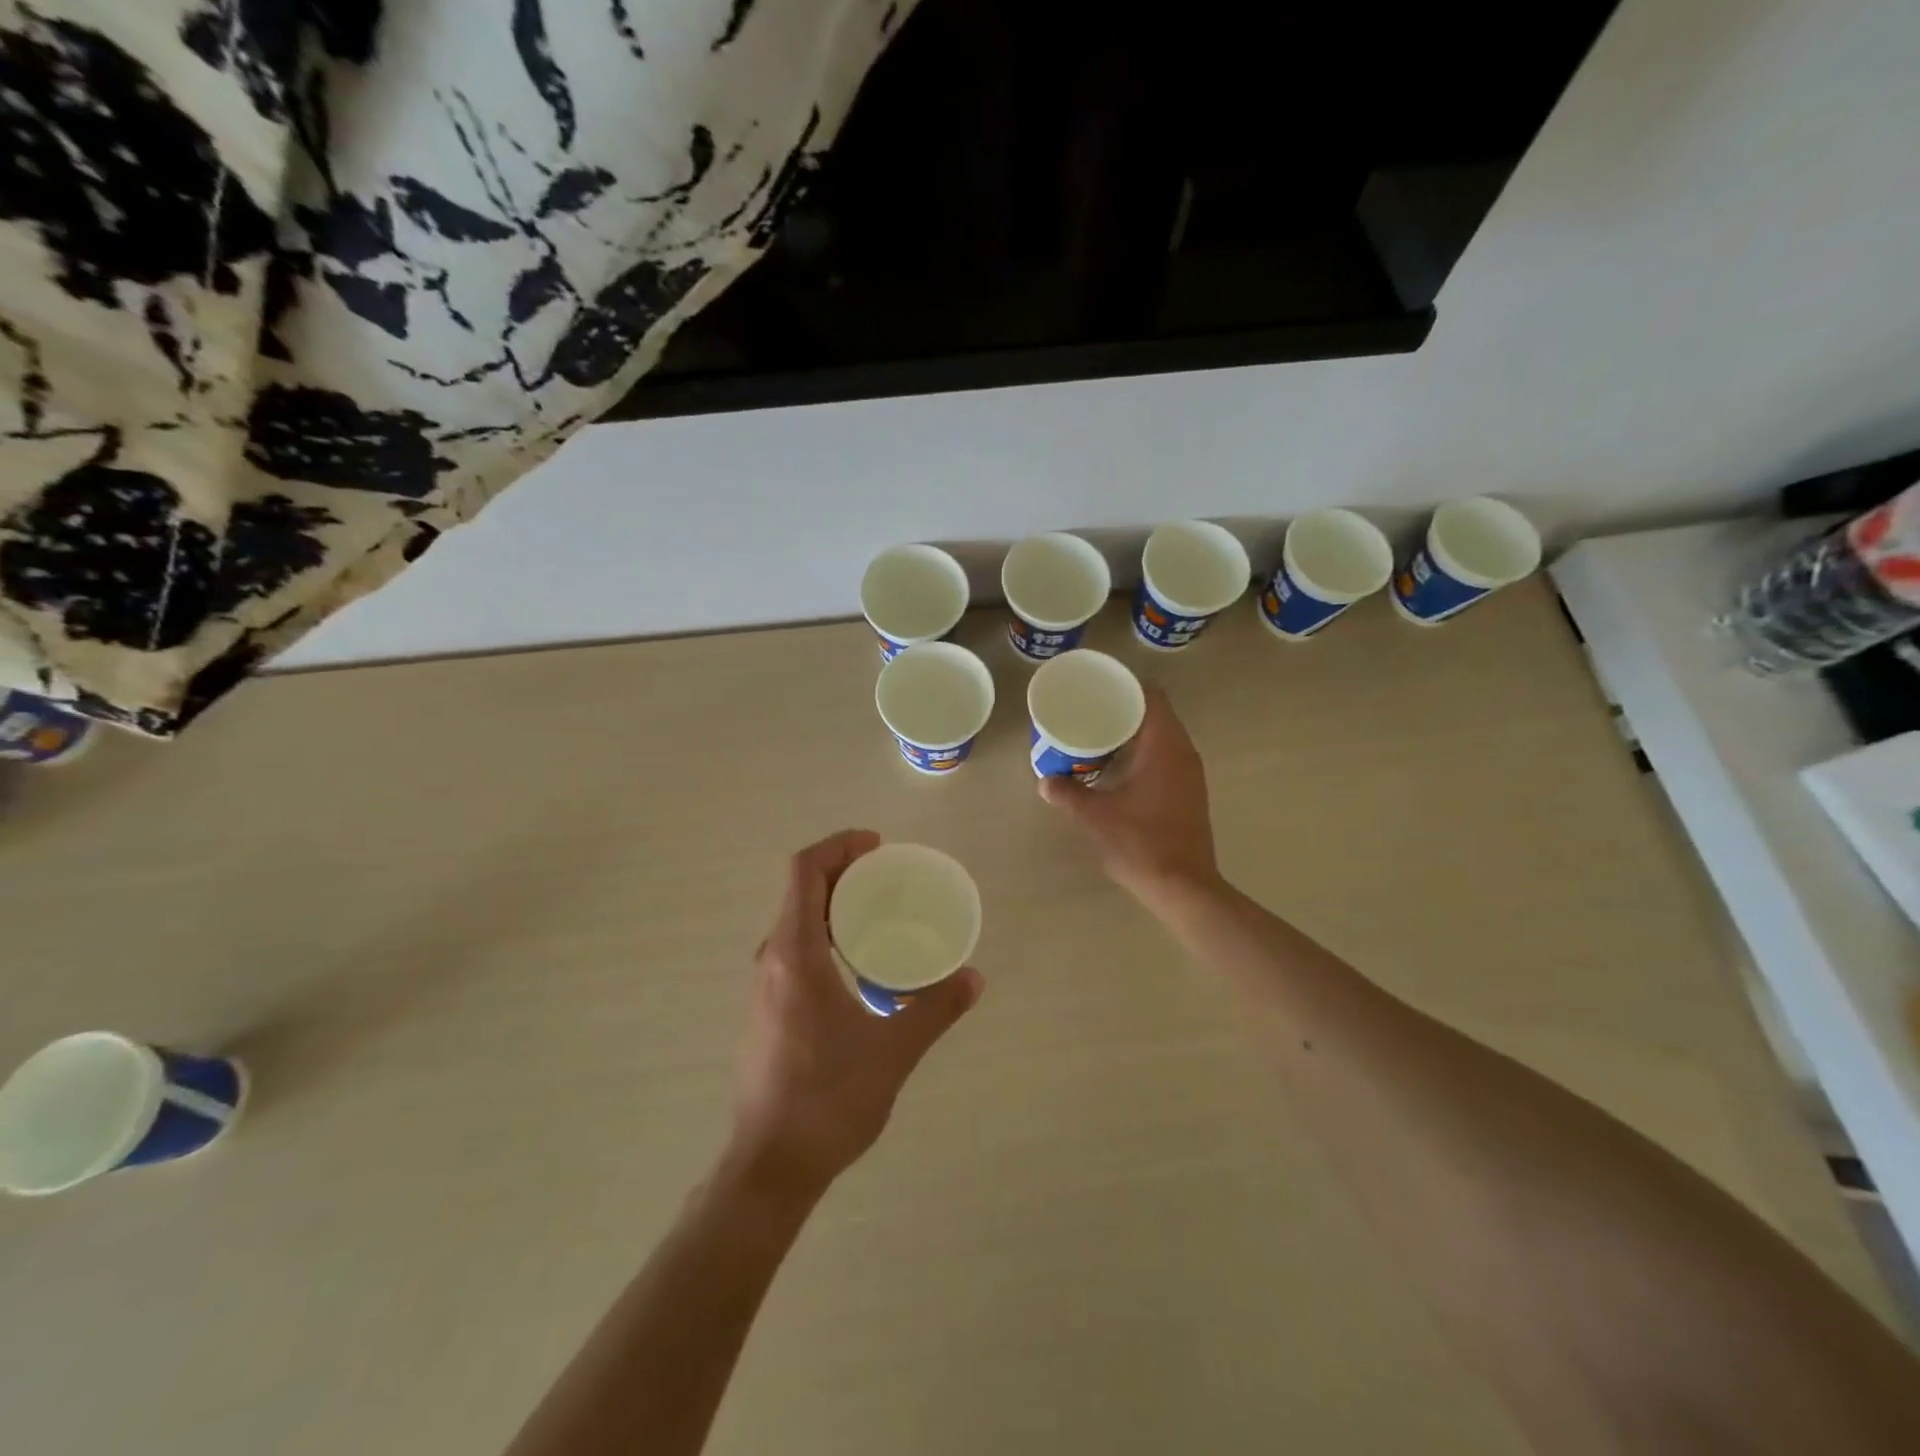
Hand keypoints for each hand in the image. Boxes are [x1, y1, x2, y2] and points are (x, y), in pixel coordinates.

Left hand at [732, 830, 983, 1194]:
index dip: (839, 846)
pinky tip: (859, 965)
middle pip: (801, 892)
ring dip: (834, 905)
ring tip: (881, 914)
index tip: (878, 847)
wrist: (771, 1166)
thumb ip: (935, 1009)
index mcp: (794, 954)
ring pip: (796, 922)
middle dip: (844, 872)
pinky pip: (794, 950)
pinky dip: (826, 935)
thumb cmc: (829, 1099)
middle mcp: (771, 960)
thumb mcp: (893, 1051)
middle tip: (890, 878)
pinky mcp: (766, 1011)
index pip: (805, 871)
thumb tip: (973, 977)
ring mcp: (764, 987)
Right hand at [1039, 688, 1221, 908]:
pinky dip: (1143, 755)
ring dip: (1133, 736)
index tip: (1098, 690)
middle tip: (1089, 714)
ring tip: (1098, 740)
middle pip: (1156, 715)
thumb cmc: (1140, 843)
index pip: (1151, 696)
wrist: (1183, 887)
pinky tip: (1117, 771)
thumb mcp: (1095, 817)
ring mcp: (1191, 774)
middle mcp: (1184, 753)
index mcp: (1165, 746)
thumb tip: (1045, 781)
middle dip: (1123, 712)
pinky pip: (1166, 758)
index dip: (1125, 687)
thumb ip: (1067, 794)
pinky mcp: (1190, 793)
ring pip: (1161, 738)